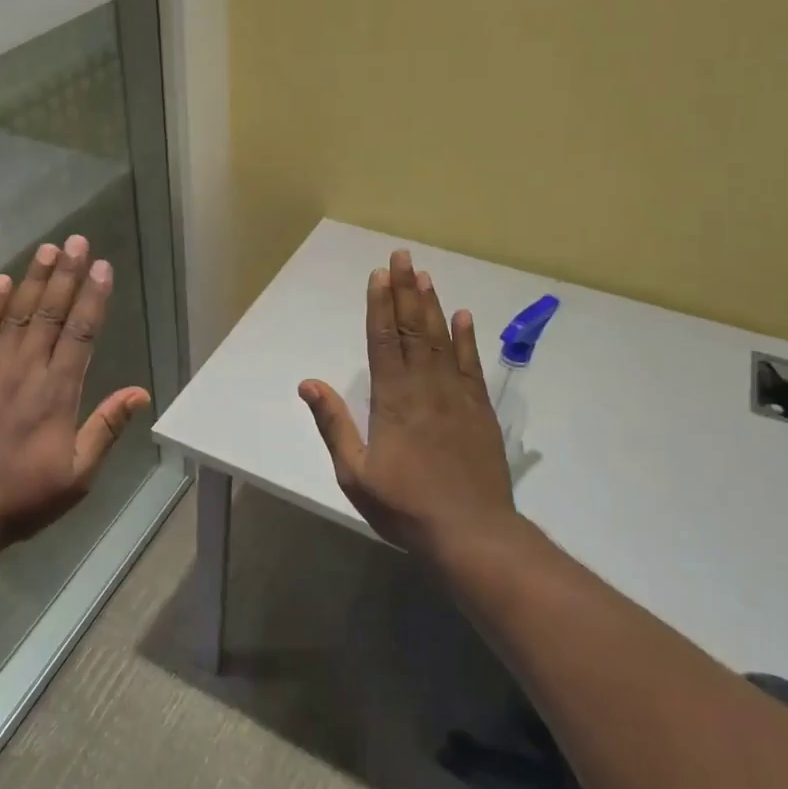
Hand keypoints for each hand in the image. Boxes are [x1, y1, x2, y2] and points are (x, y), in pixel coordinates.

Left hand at [0, 235, 150, 545]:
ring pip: (18, 315)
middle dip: (66, 274)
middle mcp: (26, 371)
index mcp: (58, 394)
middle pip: (51, 313)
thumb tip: (139, 392)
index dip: (93, 297)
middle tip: (77, 241)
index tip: (102, 266)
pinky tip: (2, 281)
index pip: (81, 334)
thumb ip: (105, 428)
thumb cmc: (20, 498)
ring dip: (34, 280)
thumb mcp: (77, 475)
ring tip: (48, 249)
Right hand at [299, 249, 521, 560]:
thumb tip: (307, 383)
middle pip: (412, 329)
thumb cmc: (405, 505)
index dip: (379, 305)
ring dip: (431, 305)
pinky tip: (463, 316)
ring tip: (424, 274)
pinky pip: (470, 365)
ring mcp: (456, 395)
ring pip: (441, 339)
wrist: (471, 532)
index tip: (378, 275)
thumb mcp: (354, 473)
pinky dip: (466, 338)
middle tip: (402, 256)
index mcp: (391, 399)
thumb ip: (333, 424)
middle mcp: (424, 386)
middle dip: (404, 291)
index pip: (382, 340)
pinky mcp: (480, 410)